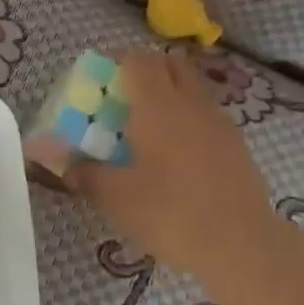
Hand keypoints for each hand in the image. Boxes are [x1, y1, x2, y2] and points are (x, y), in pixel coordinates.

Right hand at [66, 51, 272, 280]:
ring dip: (168, 97)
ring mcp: (219, 122)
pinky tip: (174, 158)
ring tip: (146, 133)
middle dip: (143, 74)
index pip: (136, 60)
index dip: (114, 64)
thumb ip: (85, 173)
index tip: (97, 85)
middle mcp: (190, 103)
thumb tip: (63, 163)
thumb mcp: (116, 197)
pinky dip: (187, 121)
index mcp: (157, 106)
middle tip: (122, 104)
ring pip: (190, 90)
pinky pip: (205, 116)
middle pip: (168, 65)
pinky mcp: (235, 145)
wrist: (240, 244)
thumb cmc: (170, 214)